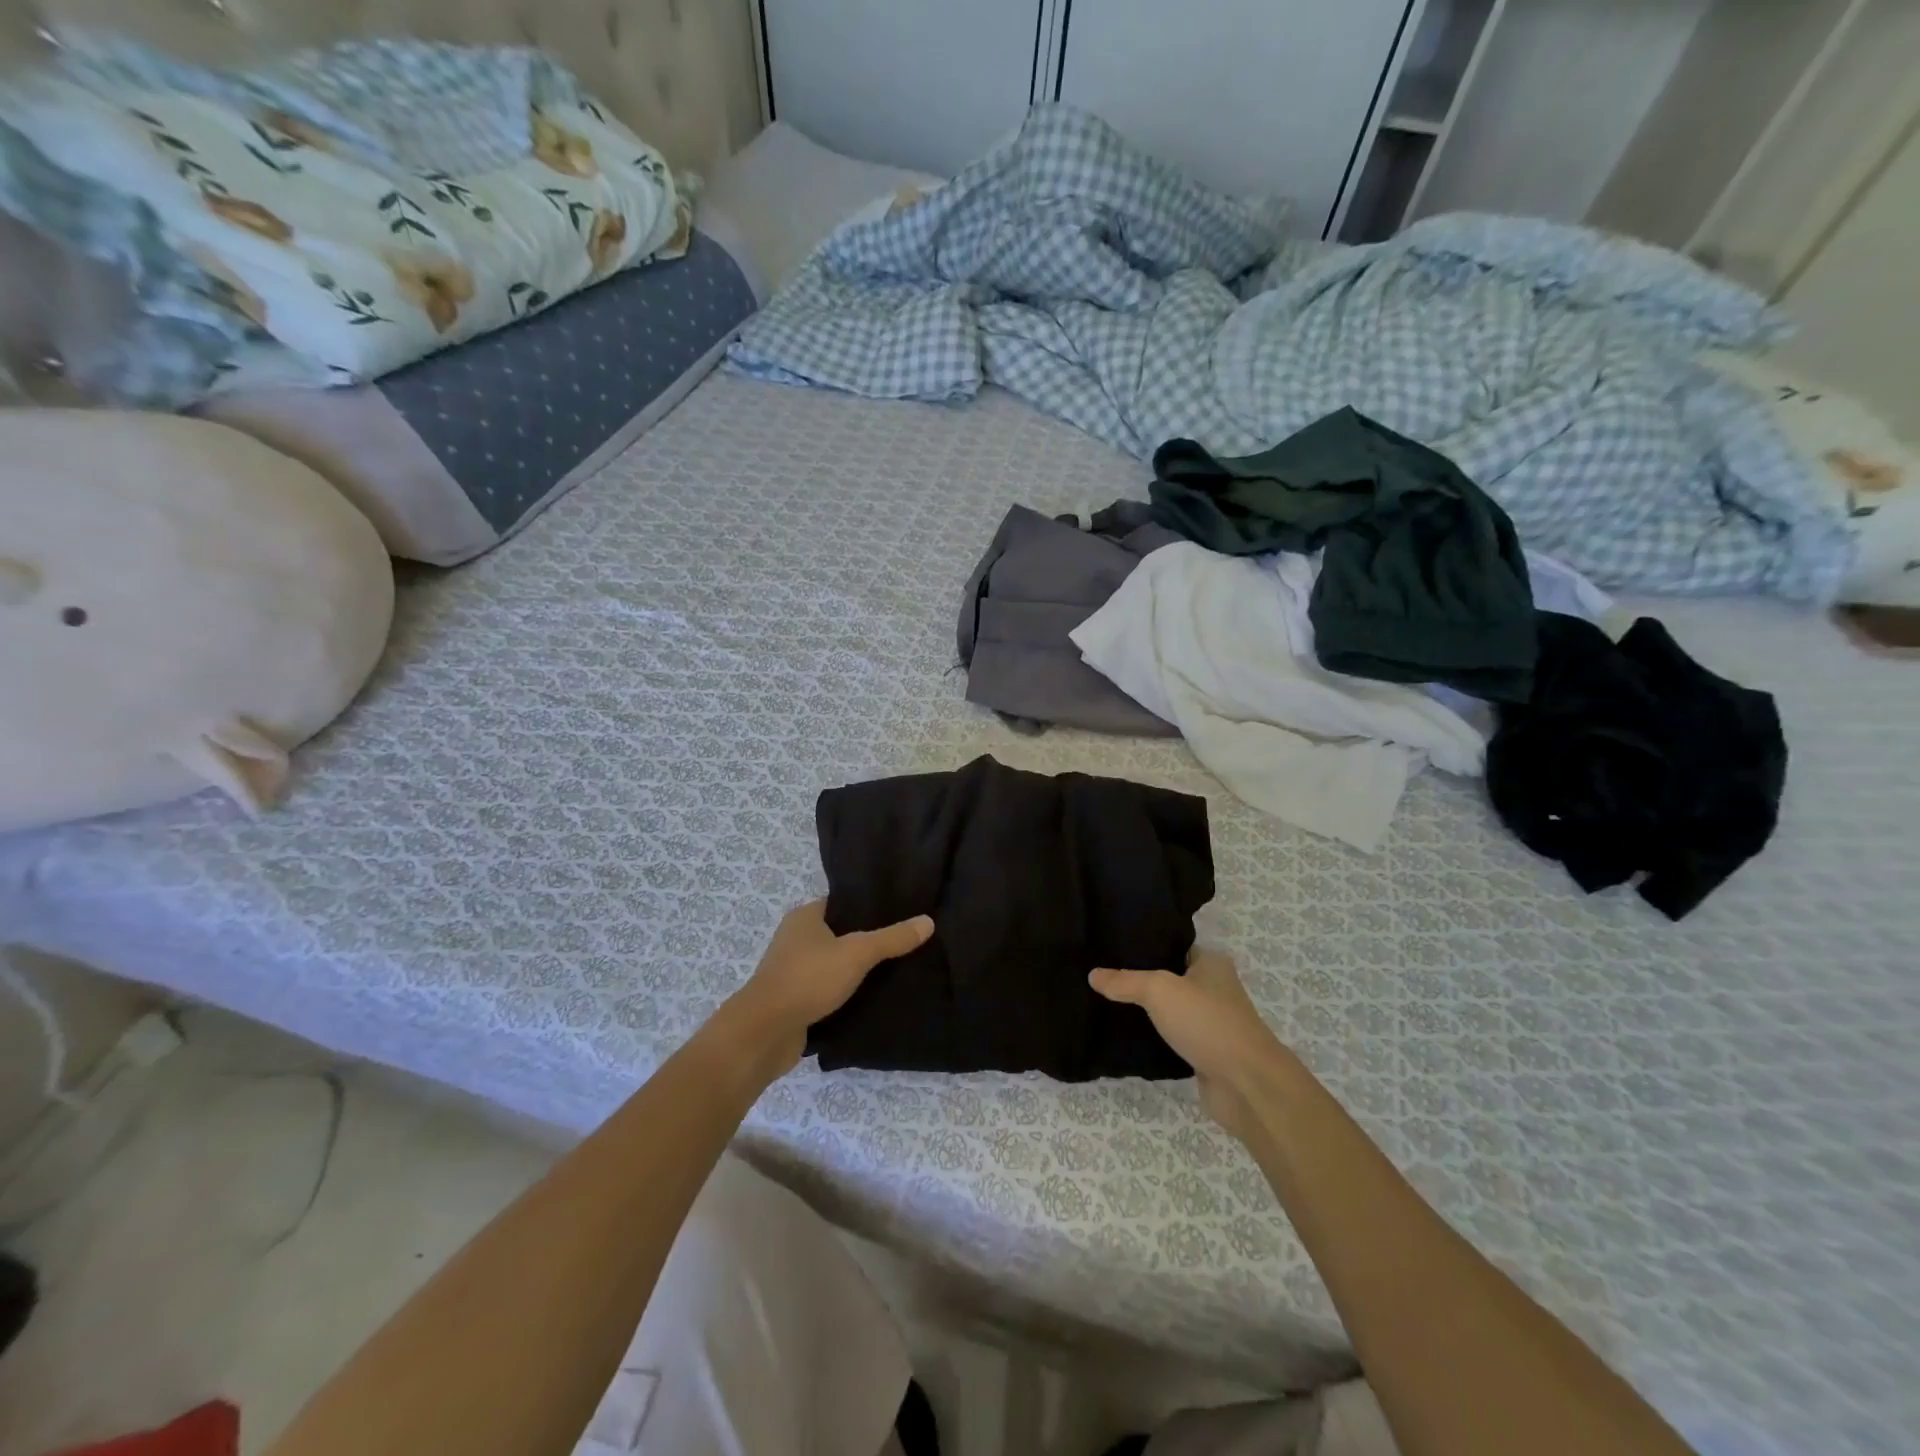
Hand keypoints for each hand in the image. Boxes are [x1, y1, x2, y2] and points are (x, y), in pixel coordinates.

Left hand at [720, 900, 933, 1078]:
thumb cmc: (809, 979)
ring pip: (832, 964)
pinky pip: (825, 990)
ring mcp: (792, 970)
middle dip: (866, 940)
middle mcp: (795, 938)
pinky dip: (844, 993)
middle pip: (839, 933)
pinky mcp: (793, 1000)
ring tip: (894, 971)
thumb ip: (892, 939)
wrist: (765, 1032)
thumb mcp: (857, 953)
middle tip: (903, 943)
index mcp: (805, 916)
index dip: (868, 906)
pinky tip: (870, 999)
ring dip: (855, 970)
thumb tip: (928, 921)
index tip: (900, 912)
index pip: (842, 903)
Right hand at [1090, 950, 1294, 1141]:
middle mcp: (1213, 988)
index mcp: (1210, 963)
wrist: (1246, 1084)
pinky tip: (1123, 1034)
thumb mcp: (1159, 990)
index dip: (1144, 944)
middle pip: (1169, 977)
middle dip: (1139, 978)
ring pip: (1169, 1010)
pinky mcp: (1204, 1053)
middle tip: (1100, 973)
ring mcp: (1210, 1022)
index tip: (1109, 945)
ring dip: (1145, 1010)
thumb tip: (1093, 975)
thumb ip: (1125, 981)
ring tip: (1104, 1000)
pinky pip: (1171, 1037)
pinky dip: (1152, 1037)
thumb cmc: (1206, 1022)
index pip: (1172, 944)